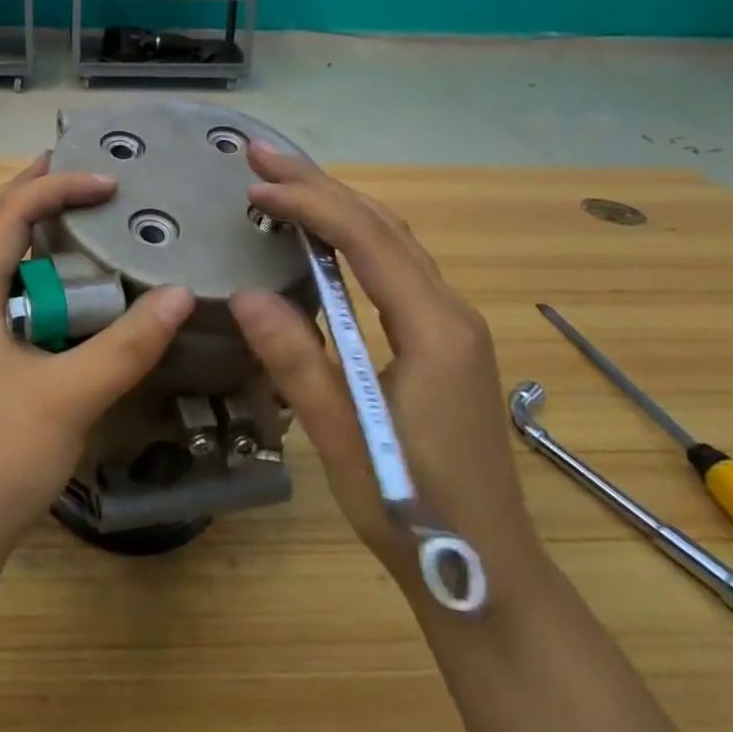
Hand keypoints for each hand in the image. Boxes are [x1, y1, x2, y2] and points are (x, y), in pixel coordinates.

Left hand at [0, 155, 195, 563]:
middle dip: (22, 189)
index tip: (107, 183)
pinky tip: (59, 294)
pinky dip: (24, 272)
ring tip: (65, 217)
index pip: (9, 215)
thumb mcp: (70, 398)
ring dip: (18, 227)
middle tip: (67, 171)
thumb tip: (180, 293)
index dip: (56, 188)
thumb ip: (127, 346)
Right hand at [230, 144, 542, 597]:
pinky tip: (326, 237)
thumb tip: (244, 293)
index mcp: (435, 329)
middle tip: (261, 156)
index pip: (367, 239)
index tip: (254, 187)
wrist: (488, 575)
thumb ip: (297, 363)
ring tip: (285, 182)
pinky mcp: (446, 341)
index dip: (308, 204)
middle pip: (383, 225)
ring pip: (393, 240)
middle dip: (320, 184)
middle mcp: (451, 312)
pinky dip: (355, 235)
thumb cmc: (415, 510)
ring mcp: (453, 325)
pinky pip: (397, 265)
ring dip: (338, 204)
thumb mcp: (345, 439)